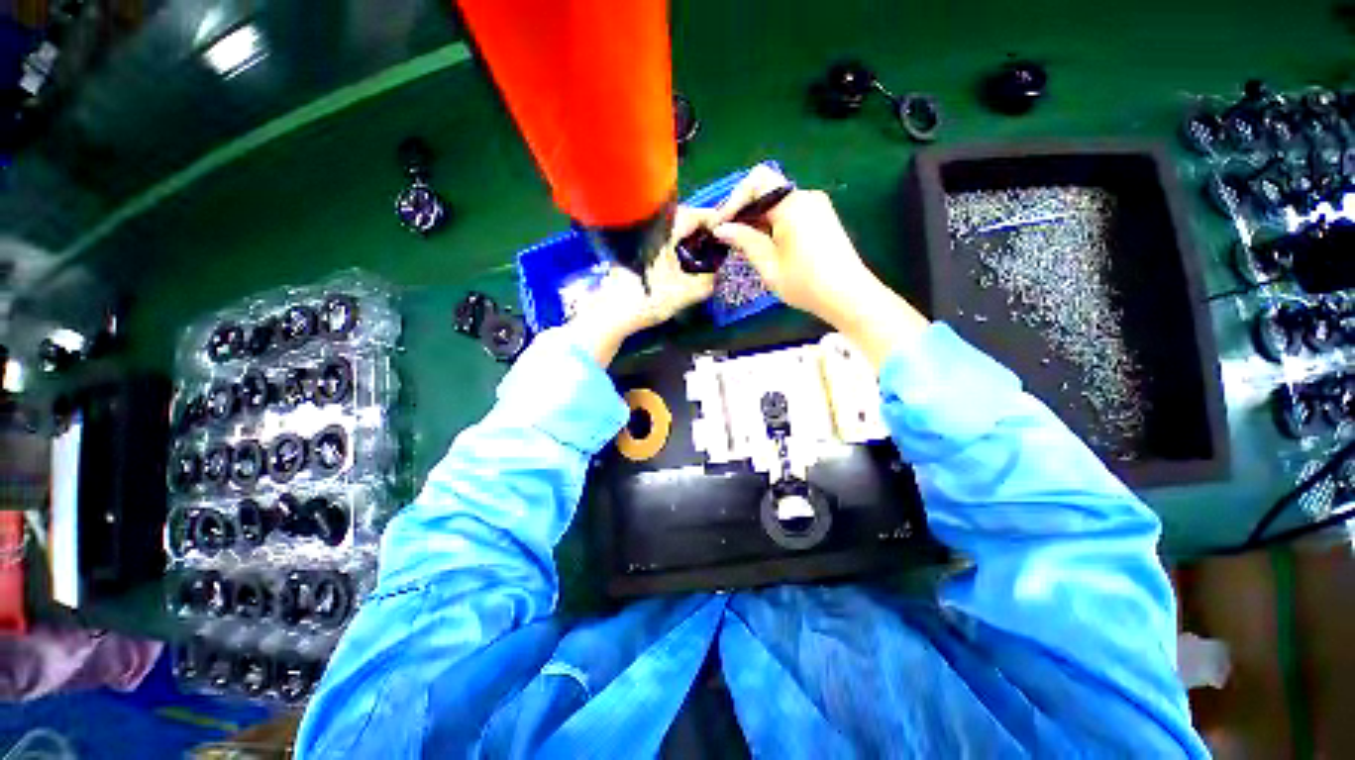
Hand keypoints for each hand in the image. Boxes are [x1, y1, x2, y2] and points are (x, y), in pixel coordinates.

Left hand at [567, 206, 716, 365]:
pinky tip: (682, 259)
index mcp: (663, 233)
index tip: (728, 230)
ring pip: (669, 229)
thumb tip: (719, 275)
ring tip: (703, 250)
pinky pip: (660, 239)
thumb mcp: (683, 293)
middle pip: (681, 218)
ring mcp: (639, 239)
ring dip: (687, 236)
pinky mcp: (633, 250)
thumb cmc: (647, 300)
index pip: (694, 215)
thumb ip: (707, 283)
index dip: (713, 220)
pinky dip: (674, 244)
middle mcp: (650, 229)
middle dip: (701, 228)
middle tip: (717, 242)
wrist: (611, 314)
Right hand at [709, 165, 928, 367]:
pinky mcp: (821, 217)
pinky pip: (789, 211)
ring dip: (758, 219)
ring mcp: (816, 206)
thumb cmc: (805, 284)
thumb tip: (721, 228)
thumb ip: (745, 241)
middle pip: (766, 190)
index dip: (734, 200)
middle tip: (727, 236)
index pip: (756, 182)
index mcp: (793, 205)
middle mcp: (806, 197)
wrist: (847, 296)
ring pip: (777, 202)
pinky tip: (765, 244)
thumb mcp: (769, 265)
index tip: (720, 226)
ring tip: (743, 244)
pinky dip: (772, 223)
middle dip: (744, 211)